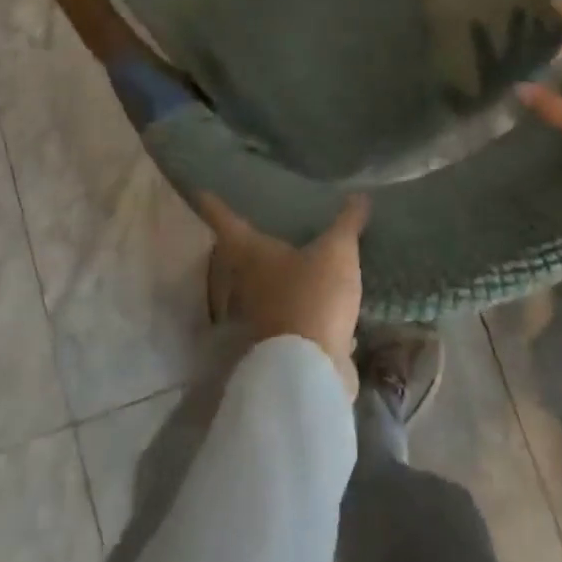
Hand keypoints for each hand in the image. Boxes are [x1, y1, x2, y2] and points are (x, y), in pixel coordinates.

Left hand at [197, 192, 369, 396]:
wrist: (310, 369)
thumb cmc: (312, 296)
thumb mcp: (336, 252)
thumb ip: (347, 223)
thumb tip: (360, 195)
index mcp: (252, 254)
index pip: (226, 221)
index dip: (214, 205)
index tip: (201, 192)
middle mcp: (248, 283)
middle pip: (240, 257)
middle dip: (248, 242)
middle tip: (257, 222)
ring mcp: (263, 315)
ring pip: (265, 287)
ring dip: (277, 275)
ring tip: (295, 257)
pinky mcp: (283, 340)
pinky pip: (291, 313)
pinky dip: (302, 304)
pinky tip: (322, 299)